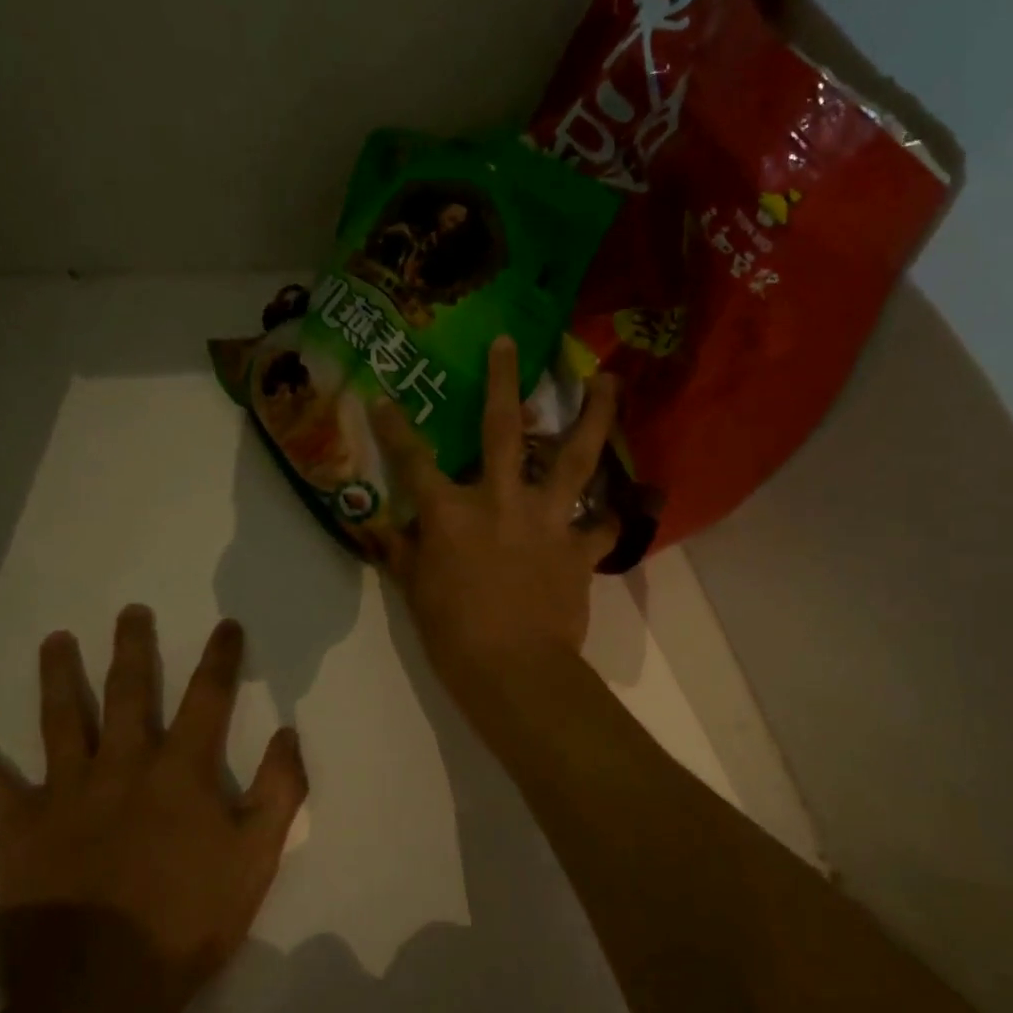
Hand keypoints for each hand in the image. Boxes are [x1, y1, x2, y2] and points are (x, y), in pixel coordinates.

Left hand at [0, 607, 306, 1012]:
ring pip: (60, 720)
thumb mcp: (258, 856)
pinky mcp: (19, 831)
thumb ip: (279, 789)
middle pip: (127, 691)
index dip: (220, 657)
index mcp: (180, 770)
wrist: (104, 992)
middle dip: (133, 647)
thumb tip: (288, 732)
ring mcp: (66, 794)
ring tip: (55, 640)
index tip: (226, 625)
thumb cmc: (190, 919)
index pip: (208, 696)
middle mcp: (123, 765)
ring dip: (57, 675)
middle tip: (129, 611)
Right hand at [370, 335, 617, 689]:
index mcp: (450, 512)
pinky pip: (604, 525)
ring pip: (575, 457)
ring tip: (609, 381)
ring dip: (594, 416)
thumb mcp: (415, 592)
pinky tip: (630, 502)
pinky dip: (615, 515)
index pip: (413, 460)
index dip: (395, 427)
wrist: (515, 671)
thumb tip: (384, 529)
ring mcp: (546, 520)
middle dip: (504, 380)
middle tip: (512, 342)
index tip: (382, 397)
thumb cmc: (453, 634)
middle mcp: (500, 500)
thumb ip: (402, 554)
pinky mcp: (579, 549)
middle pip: (502, 429)